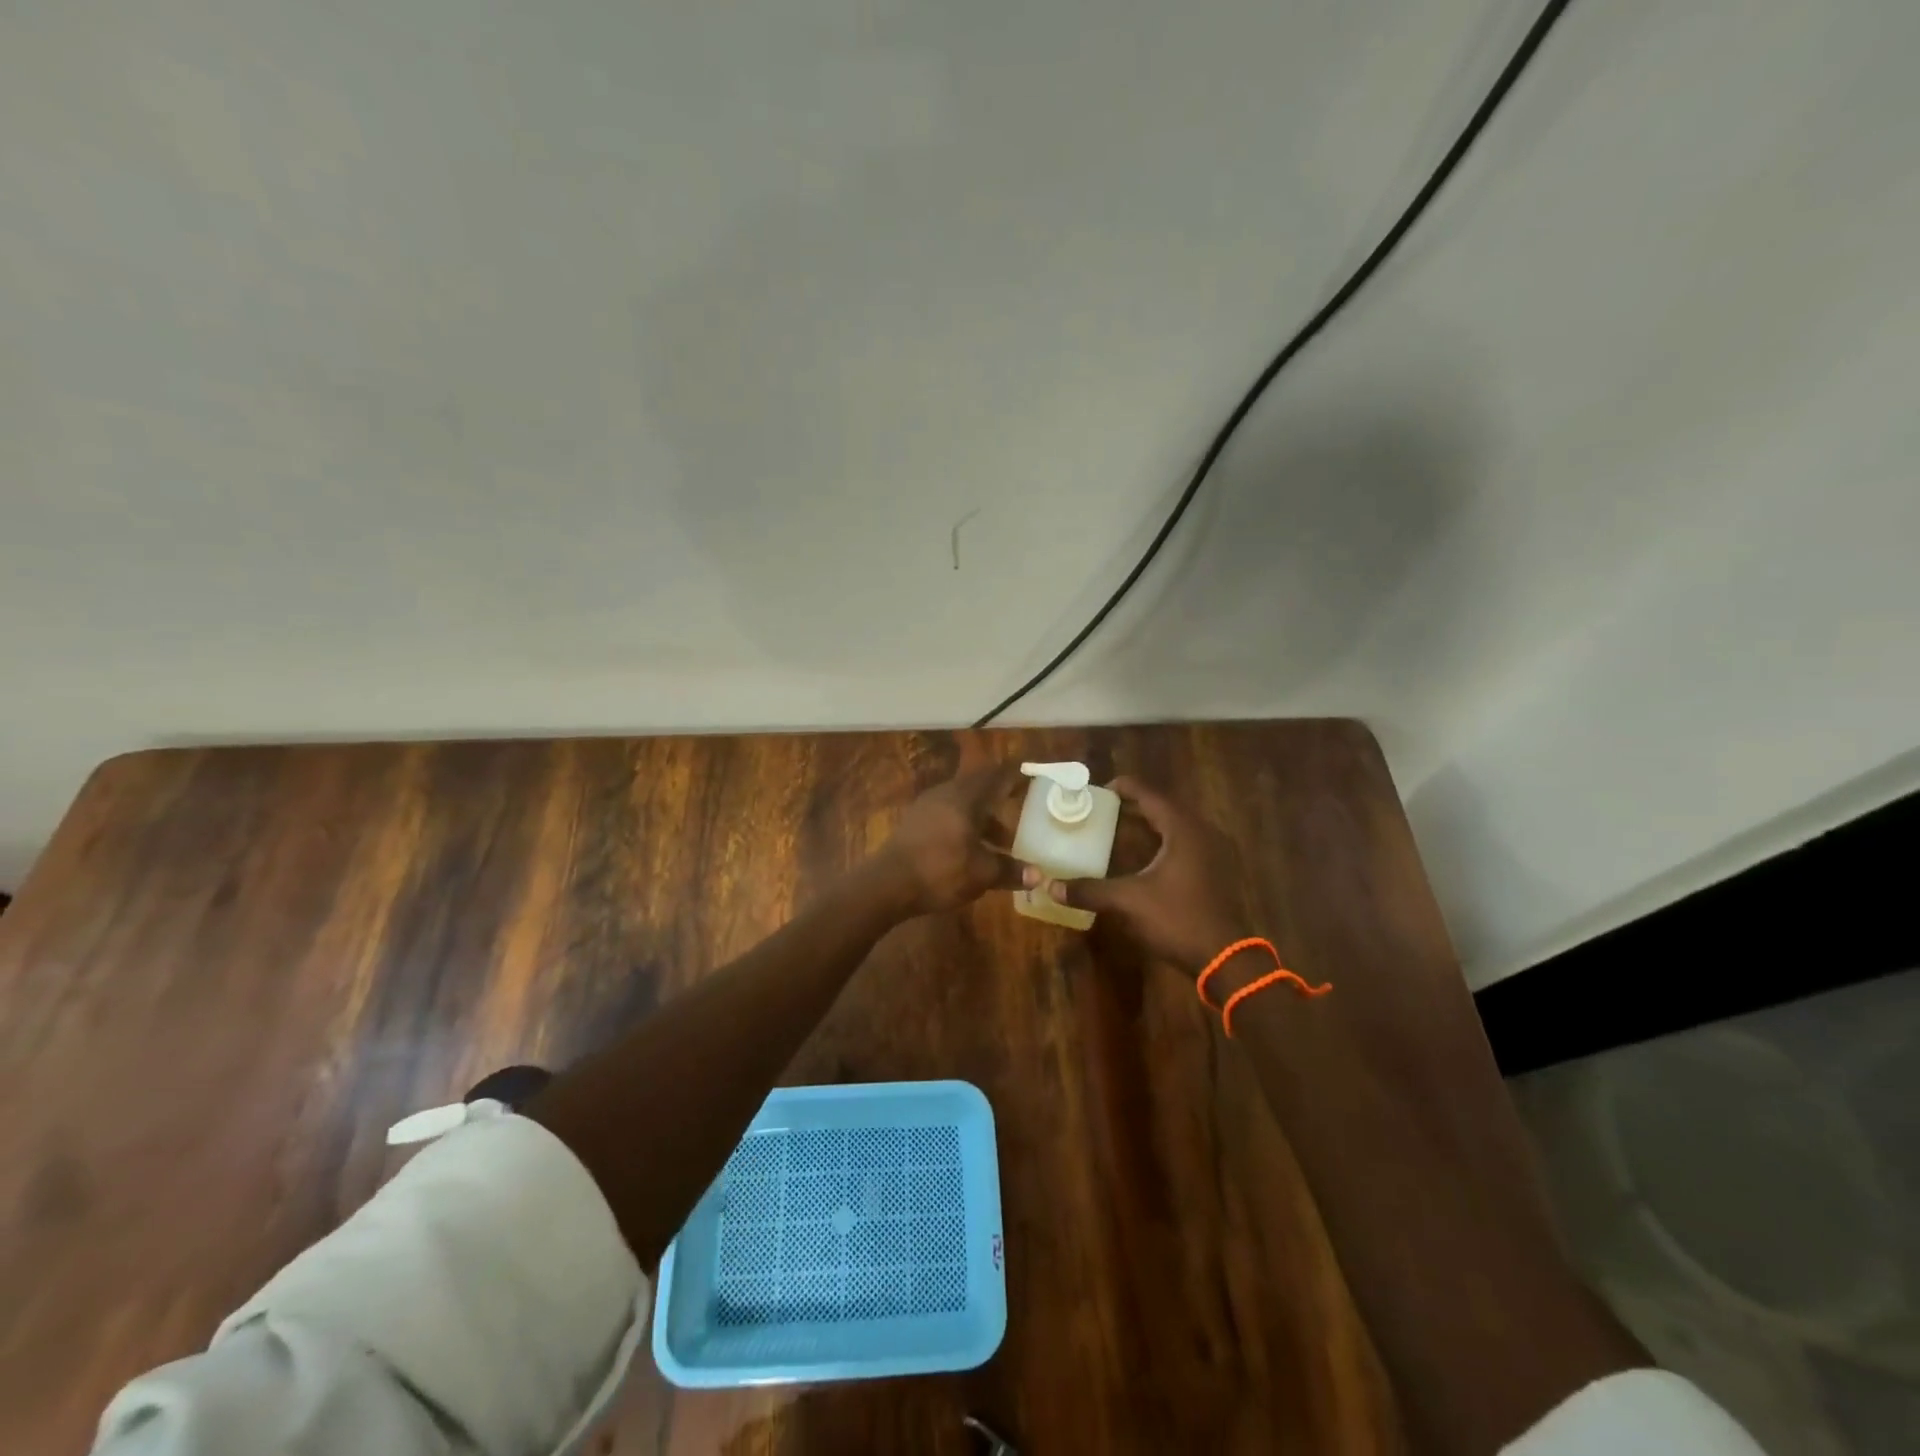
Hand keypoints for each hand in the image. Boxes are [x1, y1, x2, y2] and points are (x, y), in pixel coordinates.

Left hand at [872, 764, 1023, 916]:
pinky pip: (948, 816)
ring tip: (1000, 844)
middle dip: (1000, 802)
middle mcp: (946, 794)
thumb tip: (1037, 875)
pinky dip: (965, 827)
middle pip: (979, 789)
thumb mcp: (982, 874)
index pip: (996, 776)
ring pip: (963, 805)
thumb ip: (1010, 871)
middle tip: (1020, 813)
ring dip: (982, 820)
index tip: (1031, 778)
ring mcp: (926, 807)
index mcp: (965, 797)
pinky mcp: (914, 823)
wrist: (886, 884)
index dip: (1015, 776)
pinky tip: (970, 850)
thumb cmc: (941, 871)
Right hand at [1034, 777, 1252, 974]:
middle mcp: (1202, 833)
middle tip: (1104, 808)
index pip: (1151, 795)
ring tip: (1121, 827)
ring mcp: (1214, 853)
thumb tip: (1052, 887)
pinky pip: (1186, 843)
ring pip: (1177, 826)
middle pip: (1165, 807)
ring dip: (1150, 824)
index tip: (1100, 789)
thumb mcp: (1129, 902)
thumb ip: (1090, 890)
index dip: (1125, 787)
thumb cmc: (1178, 919)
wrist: (1226, 959)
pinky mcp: (1216, 872)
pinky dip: (1163, 842)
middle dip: (1135, 805)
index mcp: (1183, 829)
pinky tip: (1145, 857)